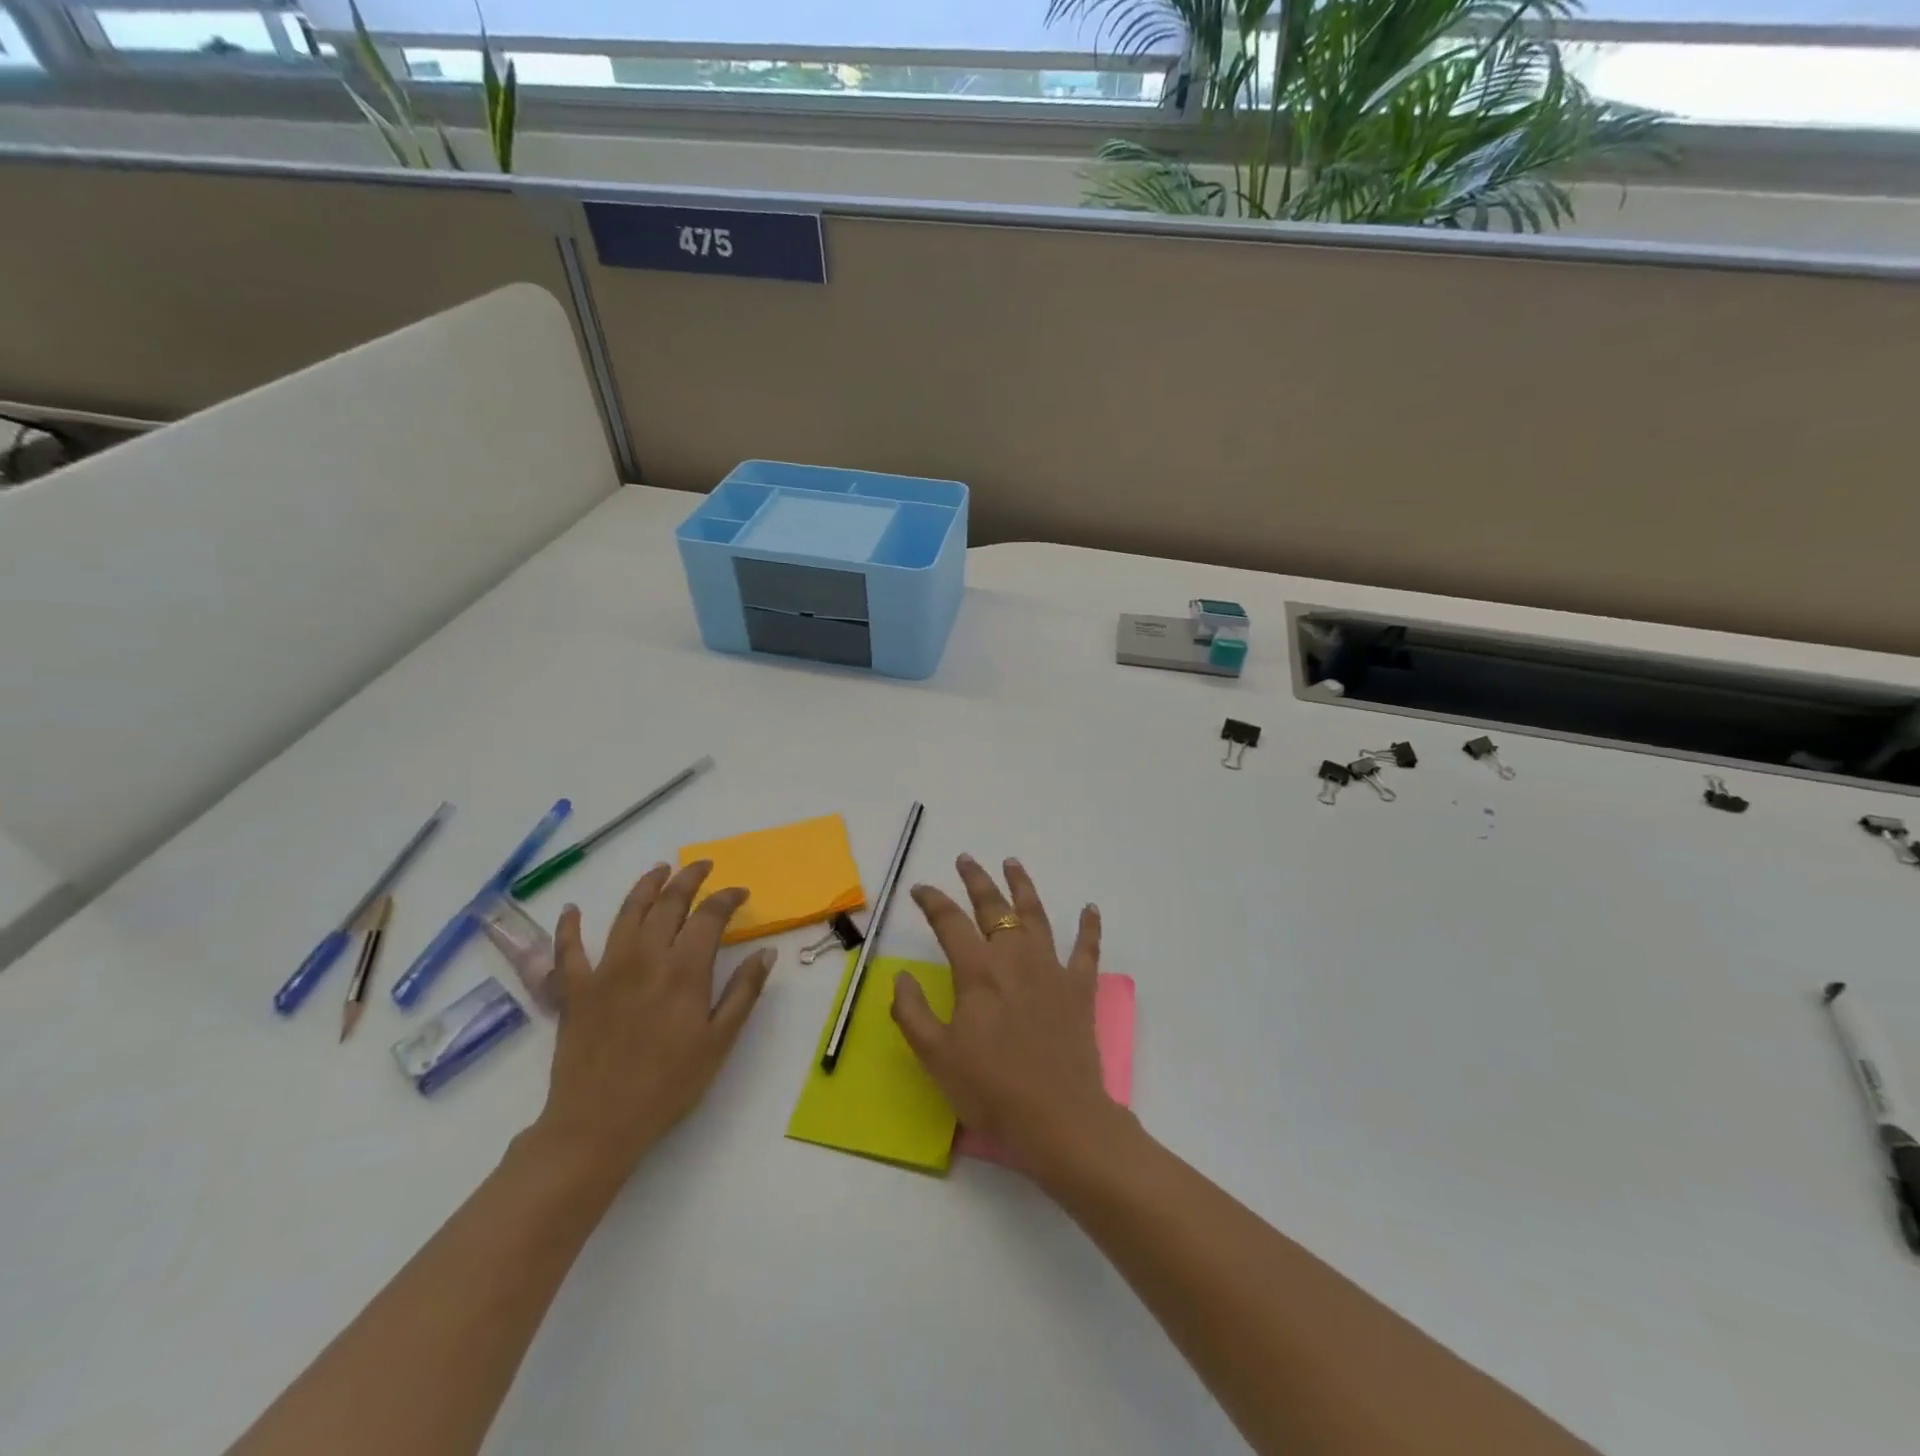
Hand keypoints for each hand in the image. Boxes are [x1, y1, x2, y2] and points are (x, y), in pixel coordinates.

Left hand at [532, 861, 775, 1184]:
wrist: (598, 1125)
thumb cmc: (668, 1085)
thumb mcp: (719, 1042)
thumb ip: (743, 992)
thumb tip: (766, 953)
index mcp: (684, 970)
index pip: (709, 916)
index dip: (727, 898)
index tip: (740, 892)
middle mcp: (645, 958)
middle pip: (669, 903)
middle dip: (689, 879)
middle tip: (702, 866)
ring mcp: (606, 970)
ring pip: (626, 913)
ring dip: (645, 886)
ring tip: (659, 870)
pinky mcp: (575, 990)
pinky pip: (569, 950)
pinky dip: (569, 927)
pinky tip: (572, 909)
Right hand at [894, 854, 1127, 1176]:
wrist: (1057, 1117)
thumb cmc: (991, 1089)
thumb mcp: (935, 1056)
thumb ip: (911, 1012)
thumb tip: (902, 977)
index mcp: (978, 971)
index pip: (950, 922)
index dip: (932, 901)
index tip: (921, 889)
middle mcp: (1014, 958)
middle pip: (993, 907)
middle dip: (977, 880)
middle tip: (966, 859)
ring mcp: (1051, 969)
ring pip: (1035, 915)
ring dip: (1022, 886)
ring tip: (1012, 863)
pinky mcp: (1079, 988)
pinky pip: (1087, 949)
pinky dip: (1089, 927)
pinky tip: (1090, 908)